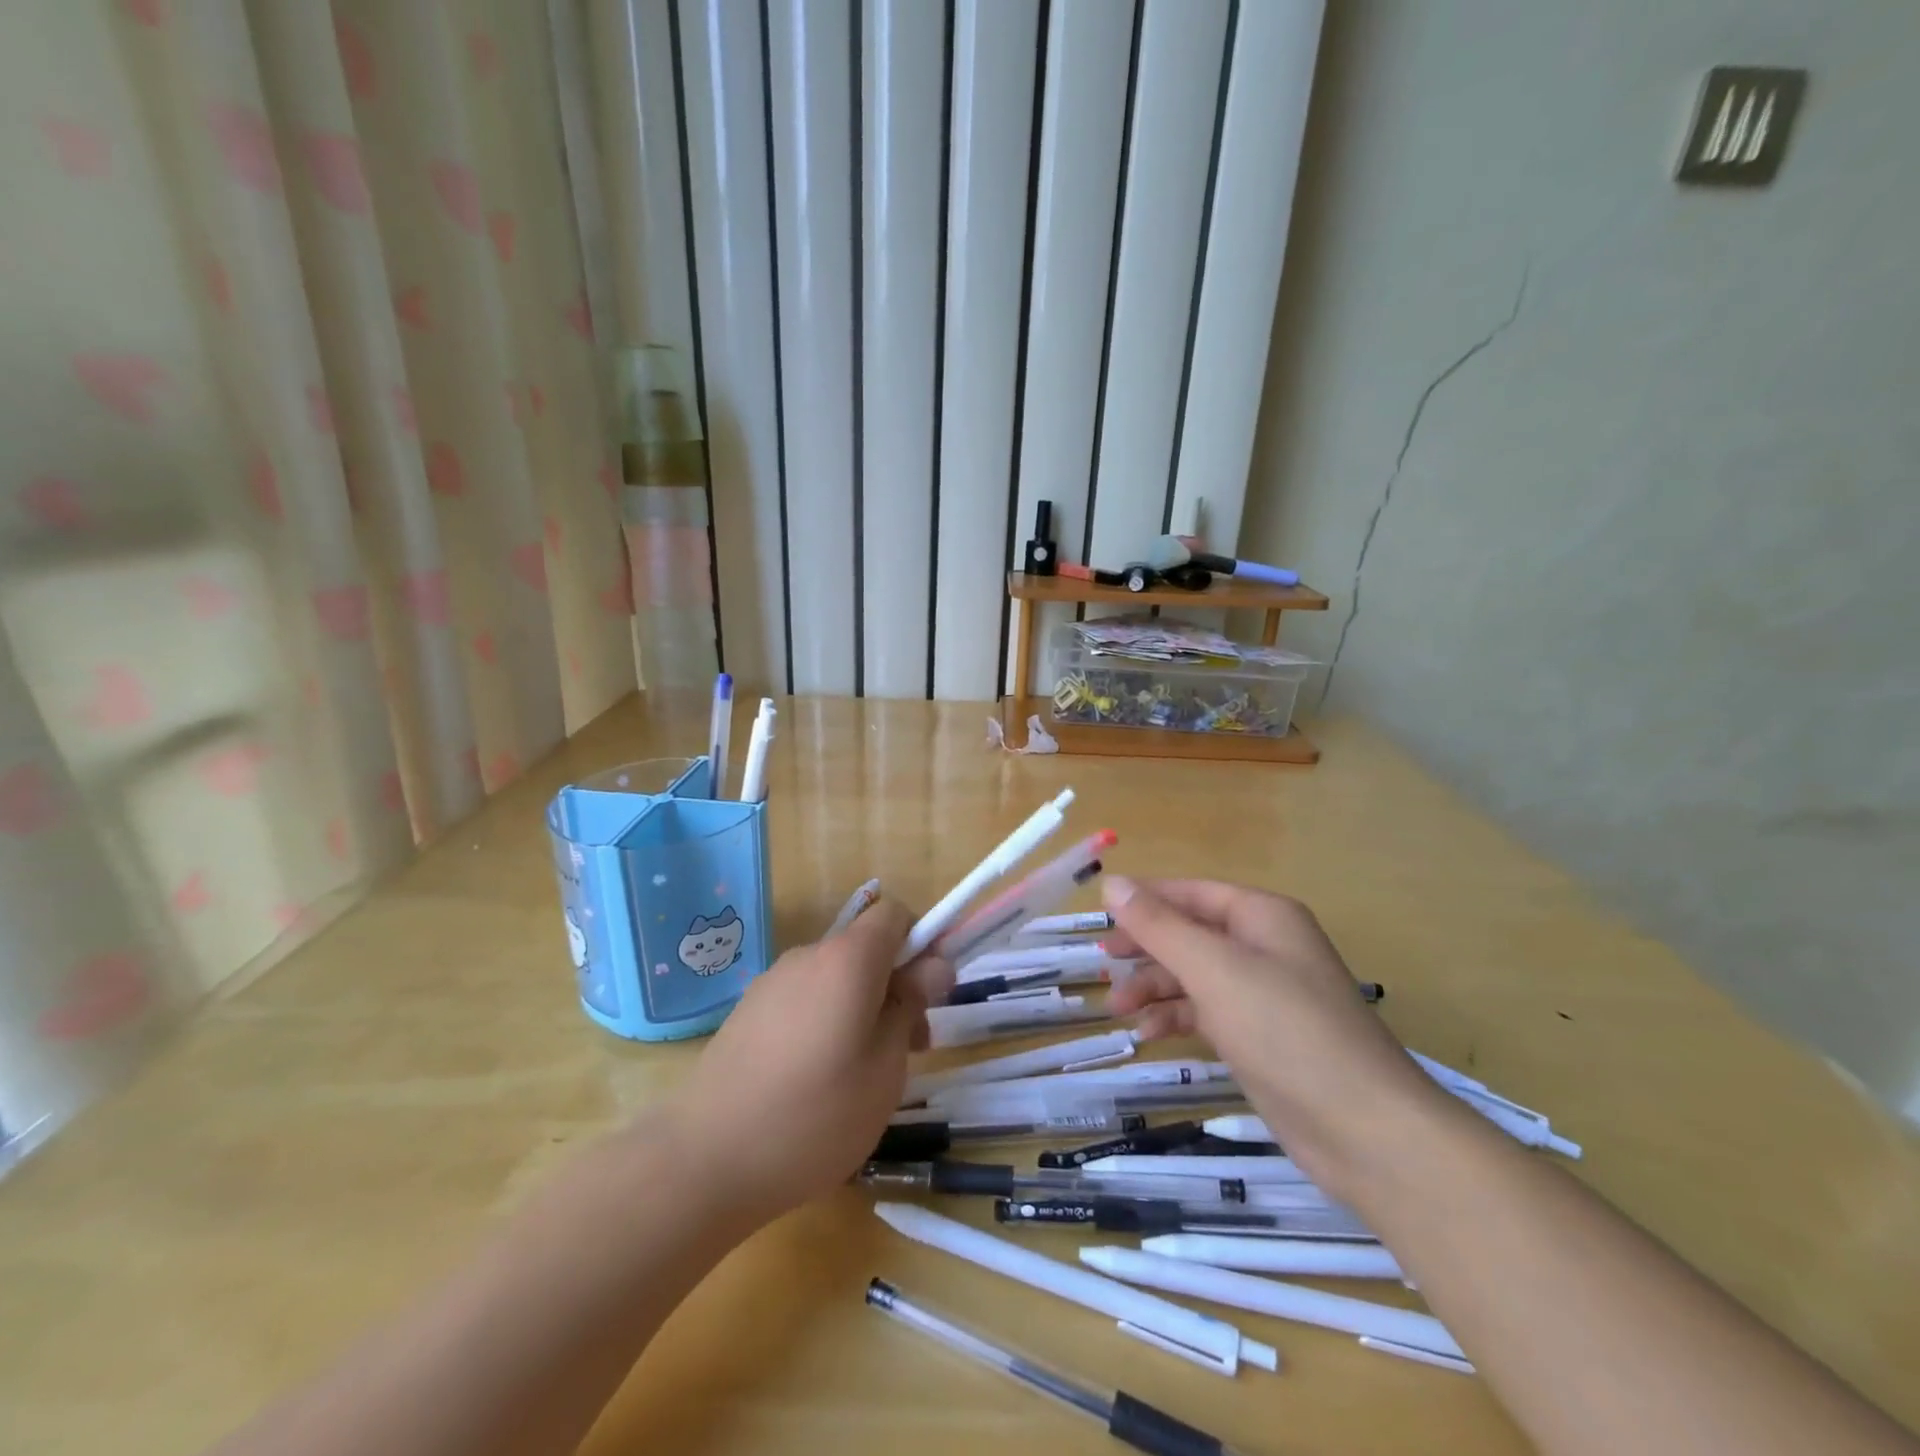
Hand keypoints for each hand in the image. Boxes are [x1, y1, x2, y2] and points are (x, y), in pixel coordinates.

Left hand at [661, 898, 951, 1229]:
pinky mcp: (748, 1013)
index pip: (895, 914)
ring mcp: (772, 983)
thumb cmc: (815, 1115)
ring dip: (864, 1008)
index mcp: (847, 959)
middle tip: (911, 1049)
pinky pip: (805, 1000)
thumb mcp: (886, 1065)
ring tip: (865, 1075)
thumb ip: (912, 1004)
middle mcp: (808, 956)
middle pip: (867, 949)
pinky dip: (827, 1022)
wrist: (705, 1161)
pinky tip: (819, 1082)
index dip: (923, 943)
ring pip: (837, 978)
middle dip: (898, 986)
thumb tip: (933, 964)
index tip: (931, 995)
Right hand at [1102, 876, 1446, 1197]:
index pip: (1190, 893)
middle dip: (1145, 947)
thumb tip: (1113, 883)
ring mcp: (1263, 994)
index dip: (1143, 901)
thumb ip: (1159, 925)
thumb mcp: (1213, 969)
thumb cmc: (1285, 1030)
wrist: (1364, 1130)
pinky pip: (1206, 1012)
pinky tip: (1147, 1035)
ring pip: (1194, 975)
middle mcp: (1263, 946)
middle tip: (1102, 963)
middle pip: (1189, 933)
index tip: (1098, 918)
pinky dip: (1175, 1018)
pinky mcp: (1260, 1037)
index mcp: (1261, 916)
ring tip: (1117, 1007)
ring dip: (1154, 987)